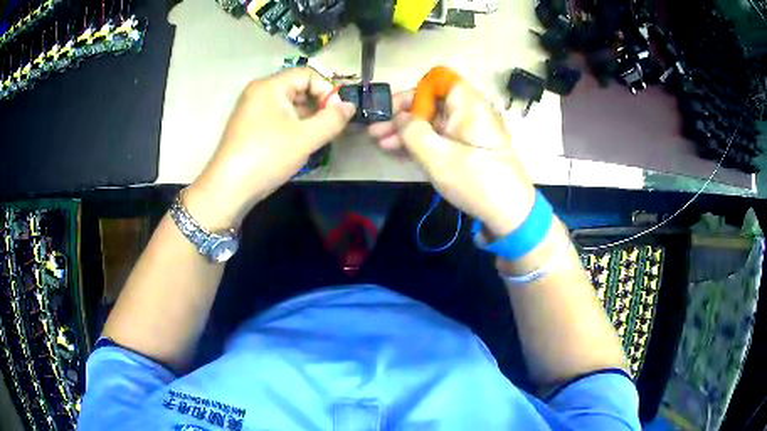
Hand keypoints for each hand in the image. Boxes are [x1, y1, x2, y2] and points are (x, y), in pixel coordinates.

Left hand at [185, 68, 355, 229]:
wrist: (228, 189)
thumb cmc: (267, 157)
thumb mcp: (305, 138)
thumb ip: (332, 120)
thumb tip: (350, 106)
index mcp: (270, 86)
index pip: (308, 75)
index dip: (327, 91)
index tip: (337, 115)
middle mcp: (259, 92)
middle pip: (297, 88)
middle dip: (317, 105)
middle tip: (328, 128)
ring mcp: (251, 109)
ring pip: (288, 104)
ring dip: (306, 118)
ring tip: (315, 138)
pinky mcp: (248, 126)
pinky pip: (276, 117)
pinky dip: (291, 125)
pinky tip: (297, 144)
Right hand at [369, 82, 535, 236]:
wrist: (510, 214)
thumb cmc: (477, 181)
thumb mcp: (439, 157)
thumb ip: (412, 133)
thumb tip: (398, 118)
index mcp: (467, 105)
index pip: (438, 81)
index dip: (413, 92)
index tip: (393, 111)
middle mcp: (467, 113)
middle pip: (430, 103)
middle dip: (402, 115)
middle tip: (375, 131)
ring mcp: (467, 132)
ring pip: (431, 123)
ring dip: (406, 131)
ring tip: (380, 143)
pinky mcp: (465, 150)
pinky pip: (439, 138)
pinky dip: (419, 143)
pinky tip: (397, 151)